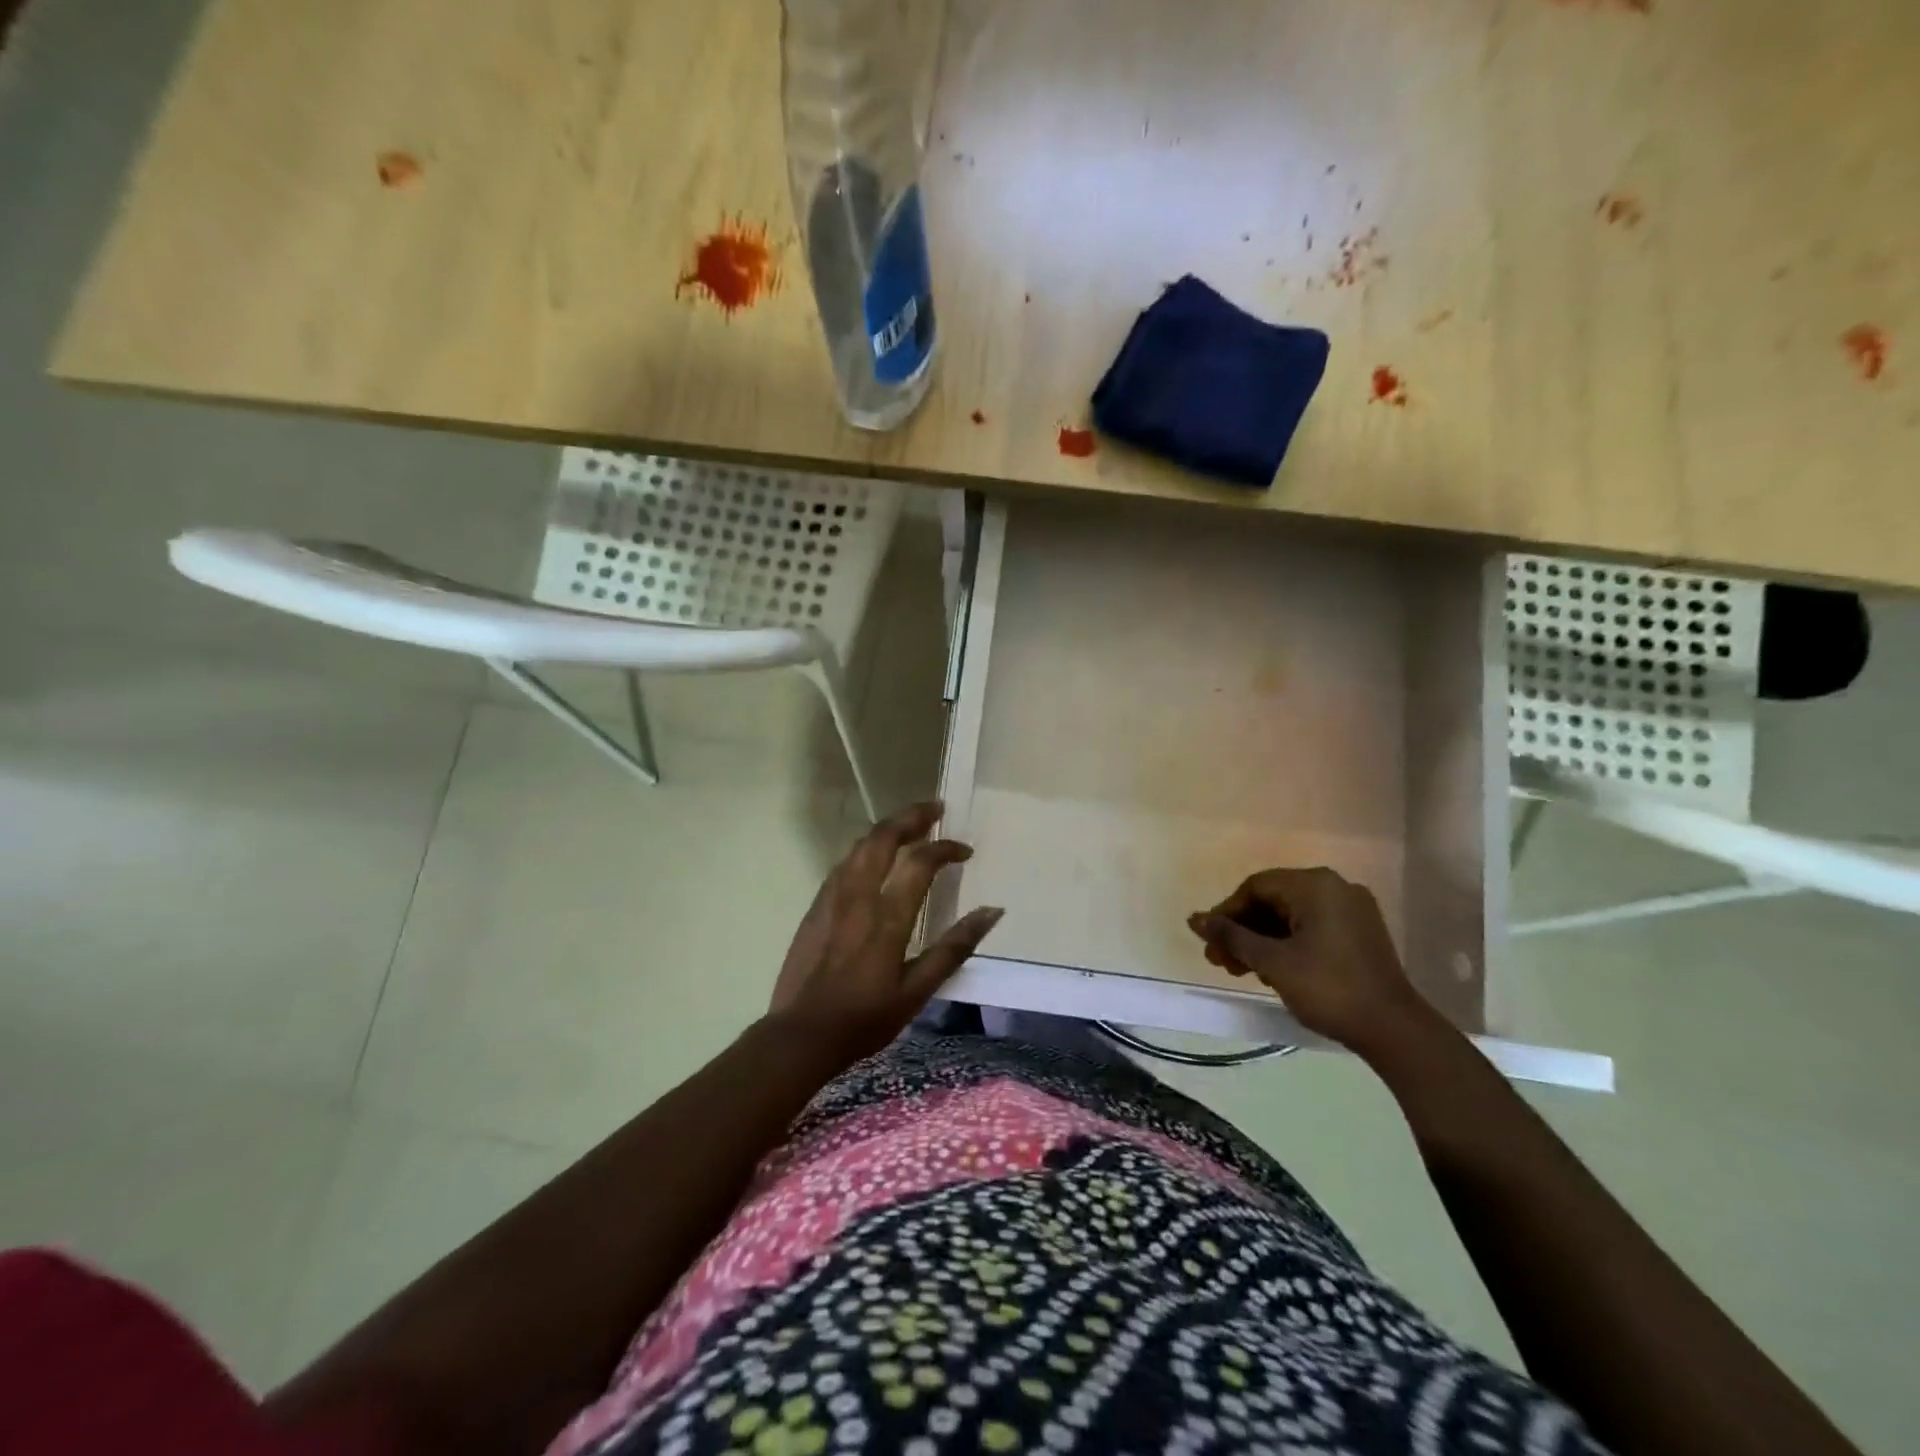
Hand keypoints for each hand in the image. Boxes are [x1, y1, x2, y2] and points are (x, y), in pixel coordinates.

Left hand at [767, 801, 1003, 1063]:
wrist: (801, 1034)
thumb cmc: (865, 1019)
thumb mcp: (918, 992)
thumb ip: (954, 948)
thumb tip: (992, 911)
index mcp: (887, 917)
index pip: (920, 862)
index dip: (946, 848)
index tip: (965, 852)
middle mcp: (858, 896)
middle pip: (884, 838)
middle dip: (912, 817)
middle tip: (936, 810)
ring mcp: (832, 898)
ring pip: (859, 846)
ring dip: (887, 829)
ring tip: (908, 827)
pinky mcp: (816, 906)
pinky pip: (843, 864)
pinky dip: (865, 850)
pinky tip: (872, 858)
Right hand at [1187, 867, 1442, 1058]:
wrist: (1395, 1031)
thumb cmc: (1329, 988)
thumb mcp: (1273, 962)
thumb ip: (1231, 936)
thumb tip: (1194, 919)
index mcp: (1315, 885)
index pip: (1255, 887)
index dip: (1226, 913)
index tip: (1210, 942)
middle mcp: (1335, 888)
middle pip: (1273, 901)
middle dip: (1242, 931)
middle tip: (1220, 961)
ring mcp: (1352, 910)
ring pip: (1291, 916)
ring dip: (1261, 941)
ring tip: (1240, 971)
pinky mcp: (1360, 933)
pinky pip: (1311, 928)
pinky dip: (1286, 945)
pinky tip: (1272, 971)